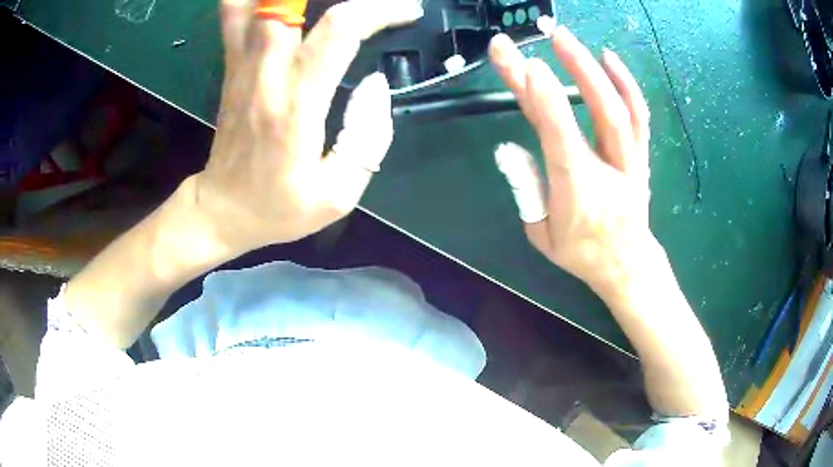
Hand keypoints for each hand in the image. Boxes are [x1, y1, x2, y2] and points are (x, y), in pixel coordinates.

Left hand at [193, 0, 423, 253]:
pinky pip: (235, 14)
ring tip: (317, 2)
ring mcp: (242, 65)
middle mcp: (265, 72)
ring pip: (251, 3)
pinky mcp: (232, 66)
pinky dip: (255, 0)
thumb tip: (375, 83)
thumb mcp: (338, 195)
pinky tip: (279, 5)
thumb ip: (369, 138)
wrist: (222, 209)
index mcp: (296, 104)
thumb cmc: (277, 207)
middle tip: (368, 3)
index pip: (340, 30)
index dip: (379, 10)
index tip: (407, 10)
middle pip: (286, 2)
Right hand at [489, 26, 653, 293]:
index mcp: (578, 190)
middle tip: (549, 35)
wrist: (627, 263)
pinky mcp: (639, 155)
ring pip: (620, 109)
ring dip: (595, 69)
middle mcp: (608, 170)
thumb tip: (509, 148)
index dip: (545, 99)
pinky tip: (609, 59)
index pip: (561, 137)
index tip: (526, 65)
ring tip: (569, 39)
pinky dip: (626, 85)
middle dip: (573, 68)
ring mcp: (629, 160)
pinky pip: (638, 116)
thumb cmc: (582, 252)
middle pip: (597, 112)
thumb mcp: (542, 234)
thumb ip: (526, 189)